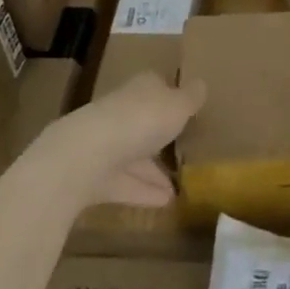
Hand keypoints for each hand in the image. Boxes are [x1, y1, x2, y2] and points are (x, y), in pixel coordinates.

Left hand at [41, 72, 206, 207]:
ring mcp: (107, 142)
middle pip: (145, 122)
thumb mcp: (178, 106)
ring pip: (135, 155)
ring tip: (178, 189)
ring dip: (154, 171)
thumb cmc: (141, 120)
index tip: (187, 113)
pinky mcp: (96, 174)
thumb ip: (191, 98)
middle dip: (161, 137)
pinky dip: (143, 192)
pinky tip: (164, 204)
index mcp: (142, 88)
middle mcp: (123, 110)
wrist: (87, 154)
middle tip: (183, 153)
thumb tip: (202, 84)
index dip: (172, 98)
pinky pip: (125, 182)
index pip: (158, 87)